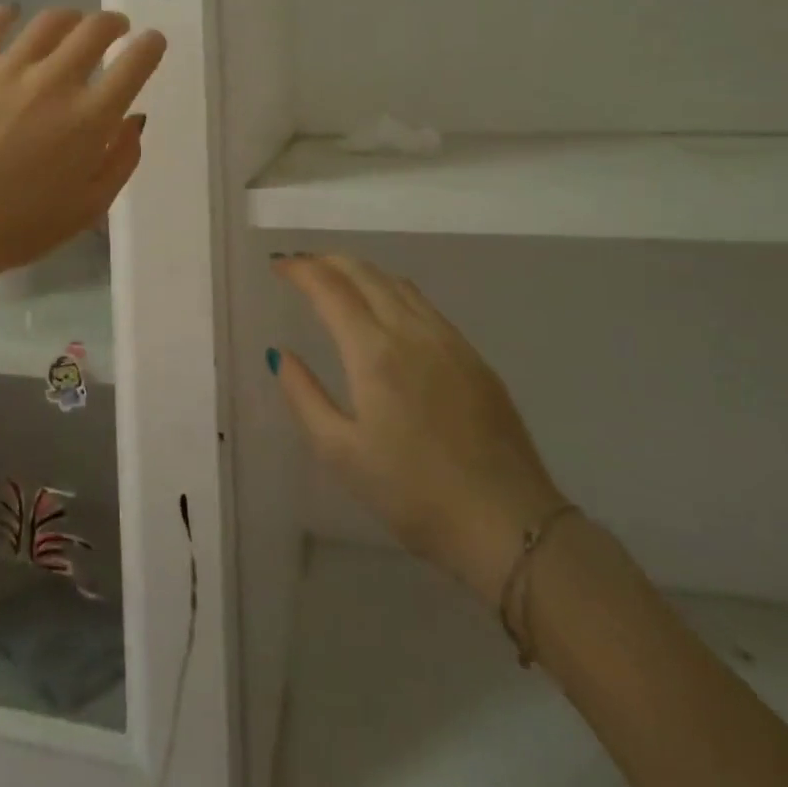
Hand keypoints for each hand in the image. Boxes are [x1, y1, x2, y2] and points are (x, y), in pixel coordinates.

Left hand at [0, 5, 164, 287]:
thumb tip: (133, 120)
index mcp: (90, 119)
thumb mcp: (88, 207)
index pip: (135, 63)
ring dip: (70, 18)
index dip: (151, 46)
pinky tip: (11, 14)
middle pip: (95, 29)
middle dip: (114, 23)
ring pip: (49, 21)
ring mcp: (7, 70)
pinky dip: (6, 14)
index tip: (152, 42)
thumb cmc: (20, 227)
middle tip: (115, 29)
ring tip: (70, 25)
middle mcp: (54, 82)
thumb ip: (121, 161)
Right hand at [272, 254, 567, 600]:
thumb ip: (304, 396)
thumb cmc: (413, 494)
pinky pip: (424, 305)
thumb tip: (281, 354)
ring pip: (398, 284)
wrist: (508, 525)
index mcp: (374, 352)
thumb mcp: (340, 453)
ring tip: (339, 281)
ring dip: (362, 272)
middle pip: (365, 273)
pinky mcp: (474, 357)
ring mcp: (449, 341)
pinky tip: (387, 311)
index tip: (279, 266)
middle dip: (328, 261)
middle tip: (302, 267)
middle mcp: (411, 331)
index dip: (301, 269)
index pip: (330, 288)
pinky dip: (393, 291)